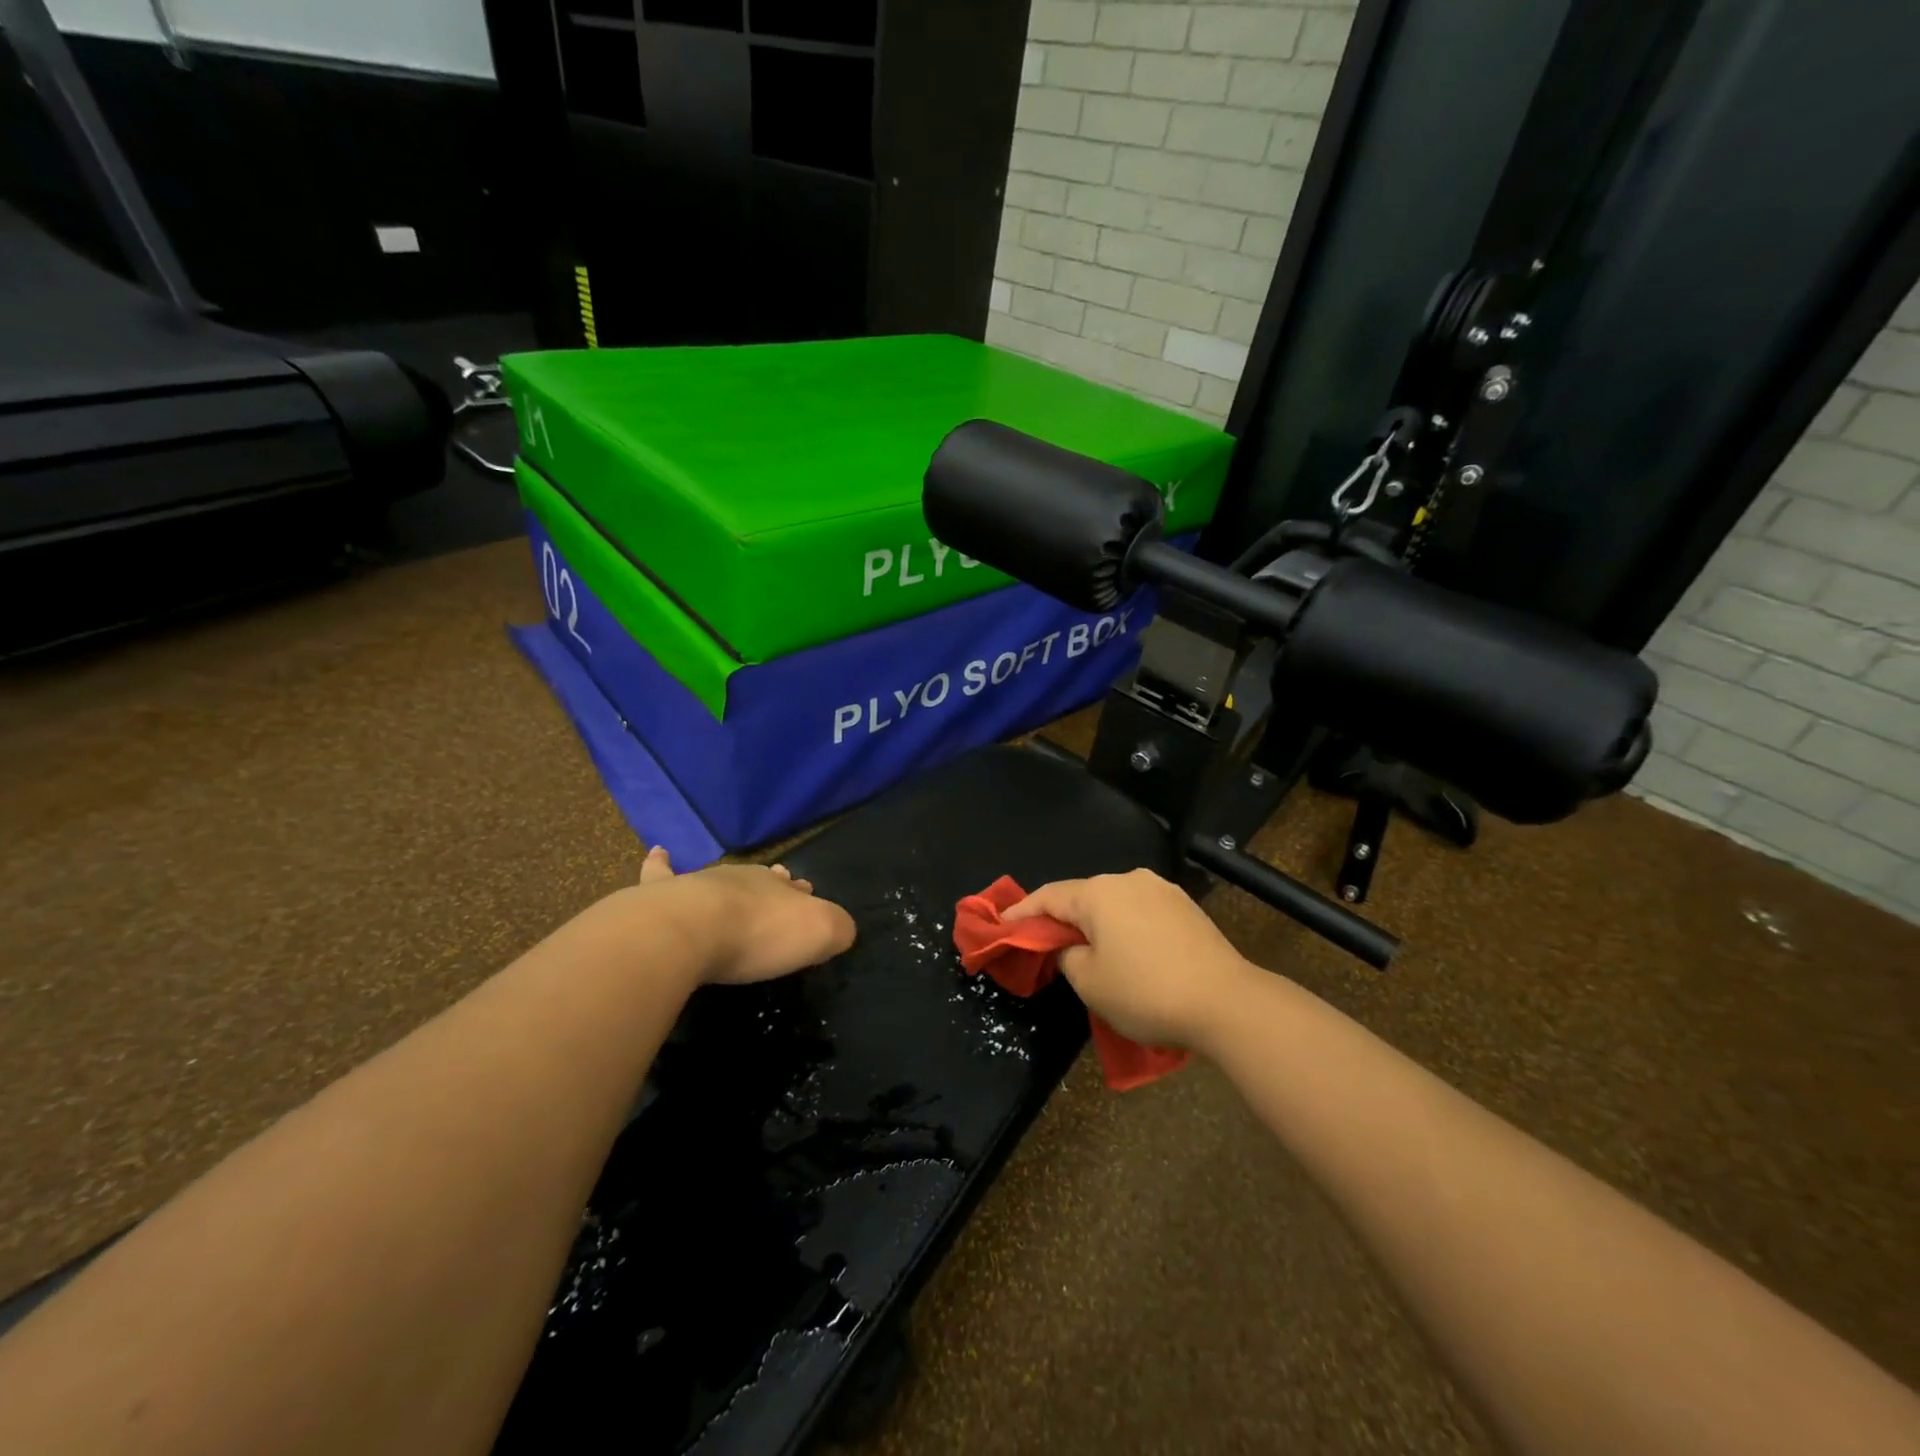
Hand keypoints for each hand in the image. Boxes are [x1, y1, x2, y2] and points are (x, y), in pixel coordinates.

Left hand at [640, 845, 855, 985]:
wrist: (688, 931)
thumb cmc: (758, 935)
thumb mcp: (819, 934)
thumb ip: (837, 928)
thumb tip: (843, 929)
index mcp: (779, 888)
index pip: (796, 889)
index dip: (803, 895)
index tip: (808, 896)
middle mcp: (742, 879)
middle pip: (763, 880)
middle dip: (774, 885)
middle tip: (783, 884)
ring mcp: (700, 884)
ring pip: (721, 878)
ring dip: (730, 882)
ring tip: (734, 880)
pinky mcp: (662, 895)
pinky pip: (661, 871)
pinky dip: (661, 862)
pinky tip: (659, 851)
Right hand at [1002, 869, 1253, 1046]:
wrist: (1227, 1002)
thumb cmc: (1146, 992)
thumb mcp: (1090, 982)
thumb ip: (1066, 955)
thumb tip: (1070, 945)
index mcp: (1099, 893)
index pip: (1048, 896)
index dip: (1021, 912)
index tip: (1001, 924)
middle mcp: (1129, 880)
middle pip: (1083, 896)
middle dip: (1062, 918)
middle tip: (1045, 944)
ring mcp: (1162, 890)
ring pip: (1114, 903)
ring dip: (1097, 924)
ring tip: (1089, 951)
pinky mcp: (1187, 907)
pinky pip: (1141, 912)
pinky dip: (1126, 928)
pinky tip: (1129, 952)